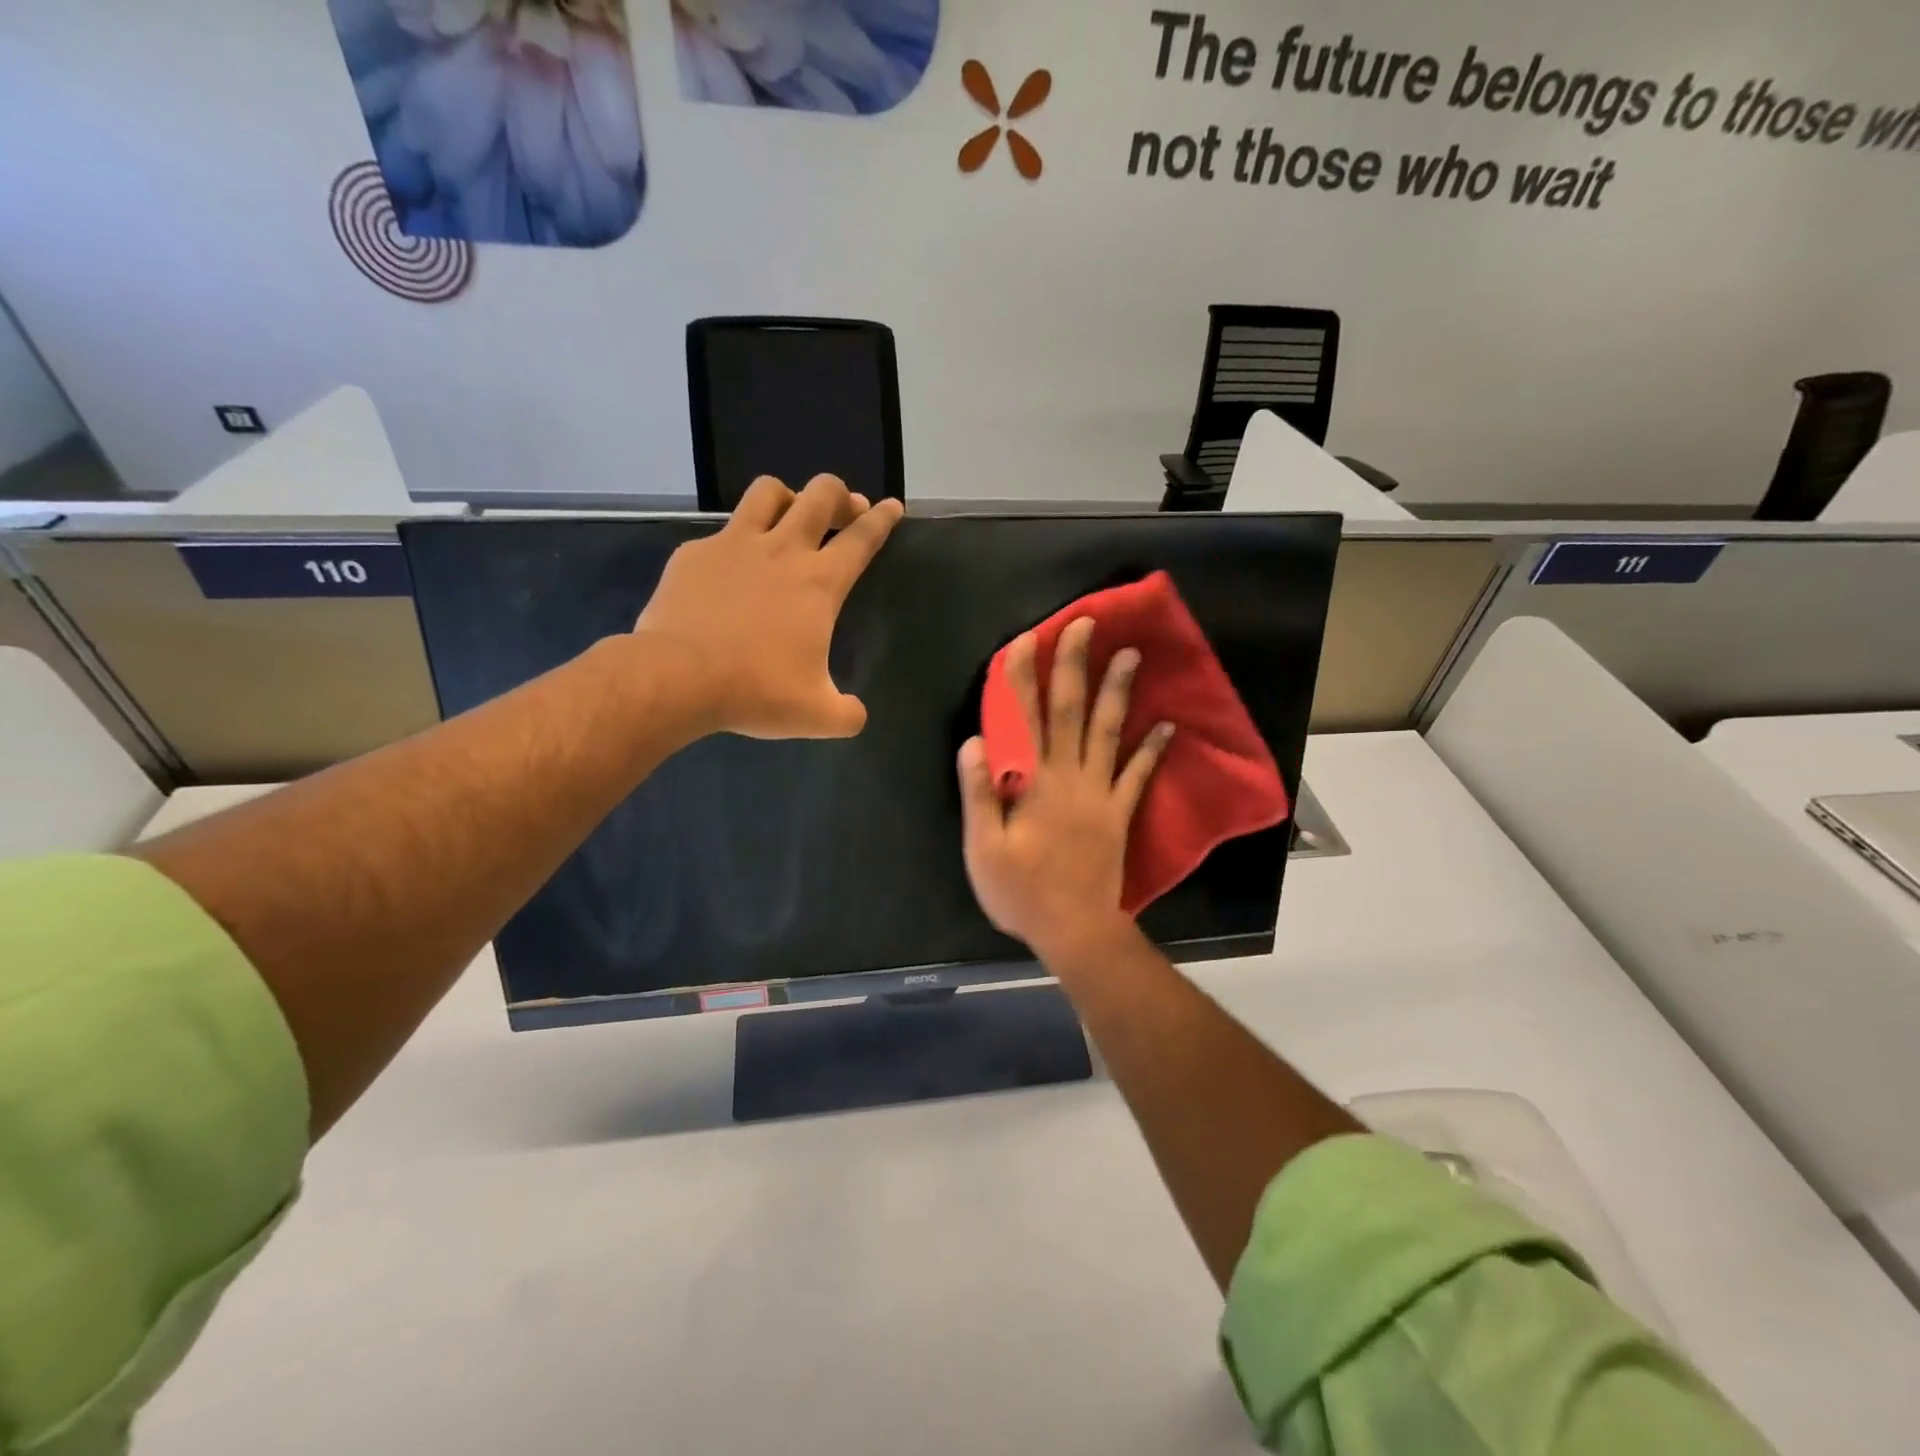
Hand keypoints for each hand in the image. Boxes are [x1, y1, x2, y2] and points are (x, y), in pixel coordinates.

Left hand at [635, 474, 902, 738]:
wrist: (678, 677)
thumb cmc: (756, 691)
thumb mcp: (816, 715)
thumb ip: (846, 714)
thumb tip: (856, 715)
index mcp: (819, 583)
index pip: (862, 538)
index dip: (882, 519)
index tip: (891, 505)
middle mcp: (782, 551)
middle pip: (820, 494)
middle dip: (838, 494)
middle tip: (843, 509)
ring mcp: (734, 545)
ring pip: (768, 492)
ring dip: (787, 497)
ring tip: (789, 515)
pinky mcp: (694, 553)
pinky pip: (720, 532)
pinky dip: (734, 542)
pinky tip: (729, 569)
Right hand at [958, 617, 1173, 966]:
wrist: (1075, 929)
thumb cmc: (1021, 891)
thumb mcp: (983, 848)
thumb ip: (979, 794)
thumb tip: (976, 741)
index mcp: (1032, 783)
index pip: (1024, 719)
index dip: (1022, 677)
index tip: (1026, 640)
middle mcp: (1069, 777)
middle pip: (1070, 711)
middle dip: (1075, 665)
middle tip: (1085, 624)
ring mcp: (1100, 793)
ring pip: (1108, 732)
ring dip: (1118, 691)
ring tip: (1131, 654)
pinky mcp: (1119, 812)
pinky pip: (1139, 775)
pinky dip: (1154, 748)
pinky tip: (1167, 723)